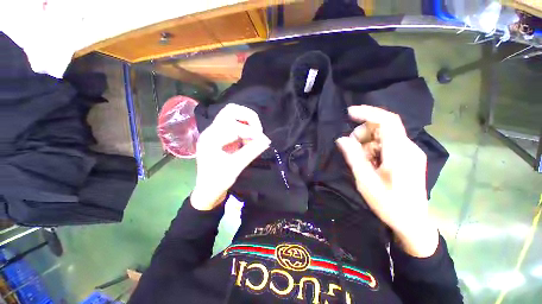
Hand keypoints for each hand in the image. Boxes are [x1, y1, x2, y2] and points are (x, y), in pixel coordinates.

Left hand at [191, 104, 270, 210]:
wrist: (208, 190)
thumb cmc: (218, 181)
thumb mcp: (236, 167)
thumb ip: (251, 152)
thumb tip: (267, 141)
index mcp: (211, 139)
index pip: (234, 126)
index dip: (251, 132)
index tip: (264, 141)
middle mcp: (211, 131)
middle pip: (231, 111)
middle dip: (249, 118)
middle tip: (258, 132)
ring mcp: (216, 132)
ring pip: (233, 114)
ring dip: (247, 122)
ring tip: (254, 137)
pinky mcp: (222, 136)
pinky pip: (235, 123)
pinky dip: (245, 128)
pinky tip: (249, 140)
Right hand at [336, 105, 438, 257]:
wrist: (412, 222)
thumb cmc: (389, 204)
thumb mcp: (365, 181)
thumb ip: (354, 157)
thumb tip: (341, 139)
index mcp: (400, 153)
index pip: (387, 121)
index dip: (368, 113)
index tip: (349, 113)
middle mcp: (408, 147)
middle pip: (383, 127)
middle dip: (363, 133)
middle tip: (351, 148)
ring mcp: (410, 152)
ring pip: (383, 136)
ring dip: (367, 143)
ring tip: (361, 160)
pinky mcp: (408, 157)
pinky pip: (387, 144)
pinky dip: (374, 148)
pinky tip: (370, 162)